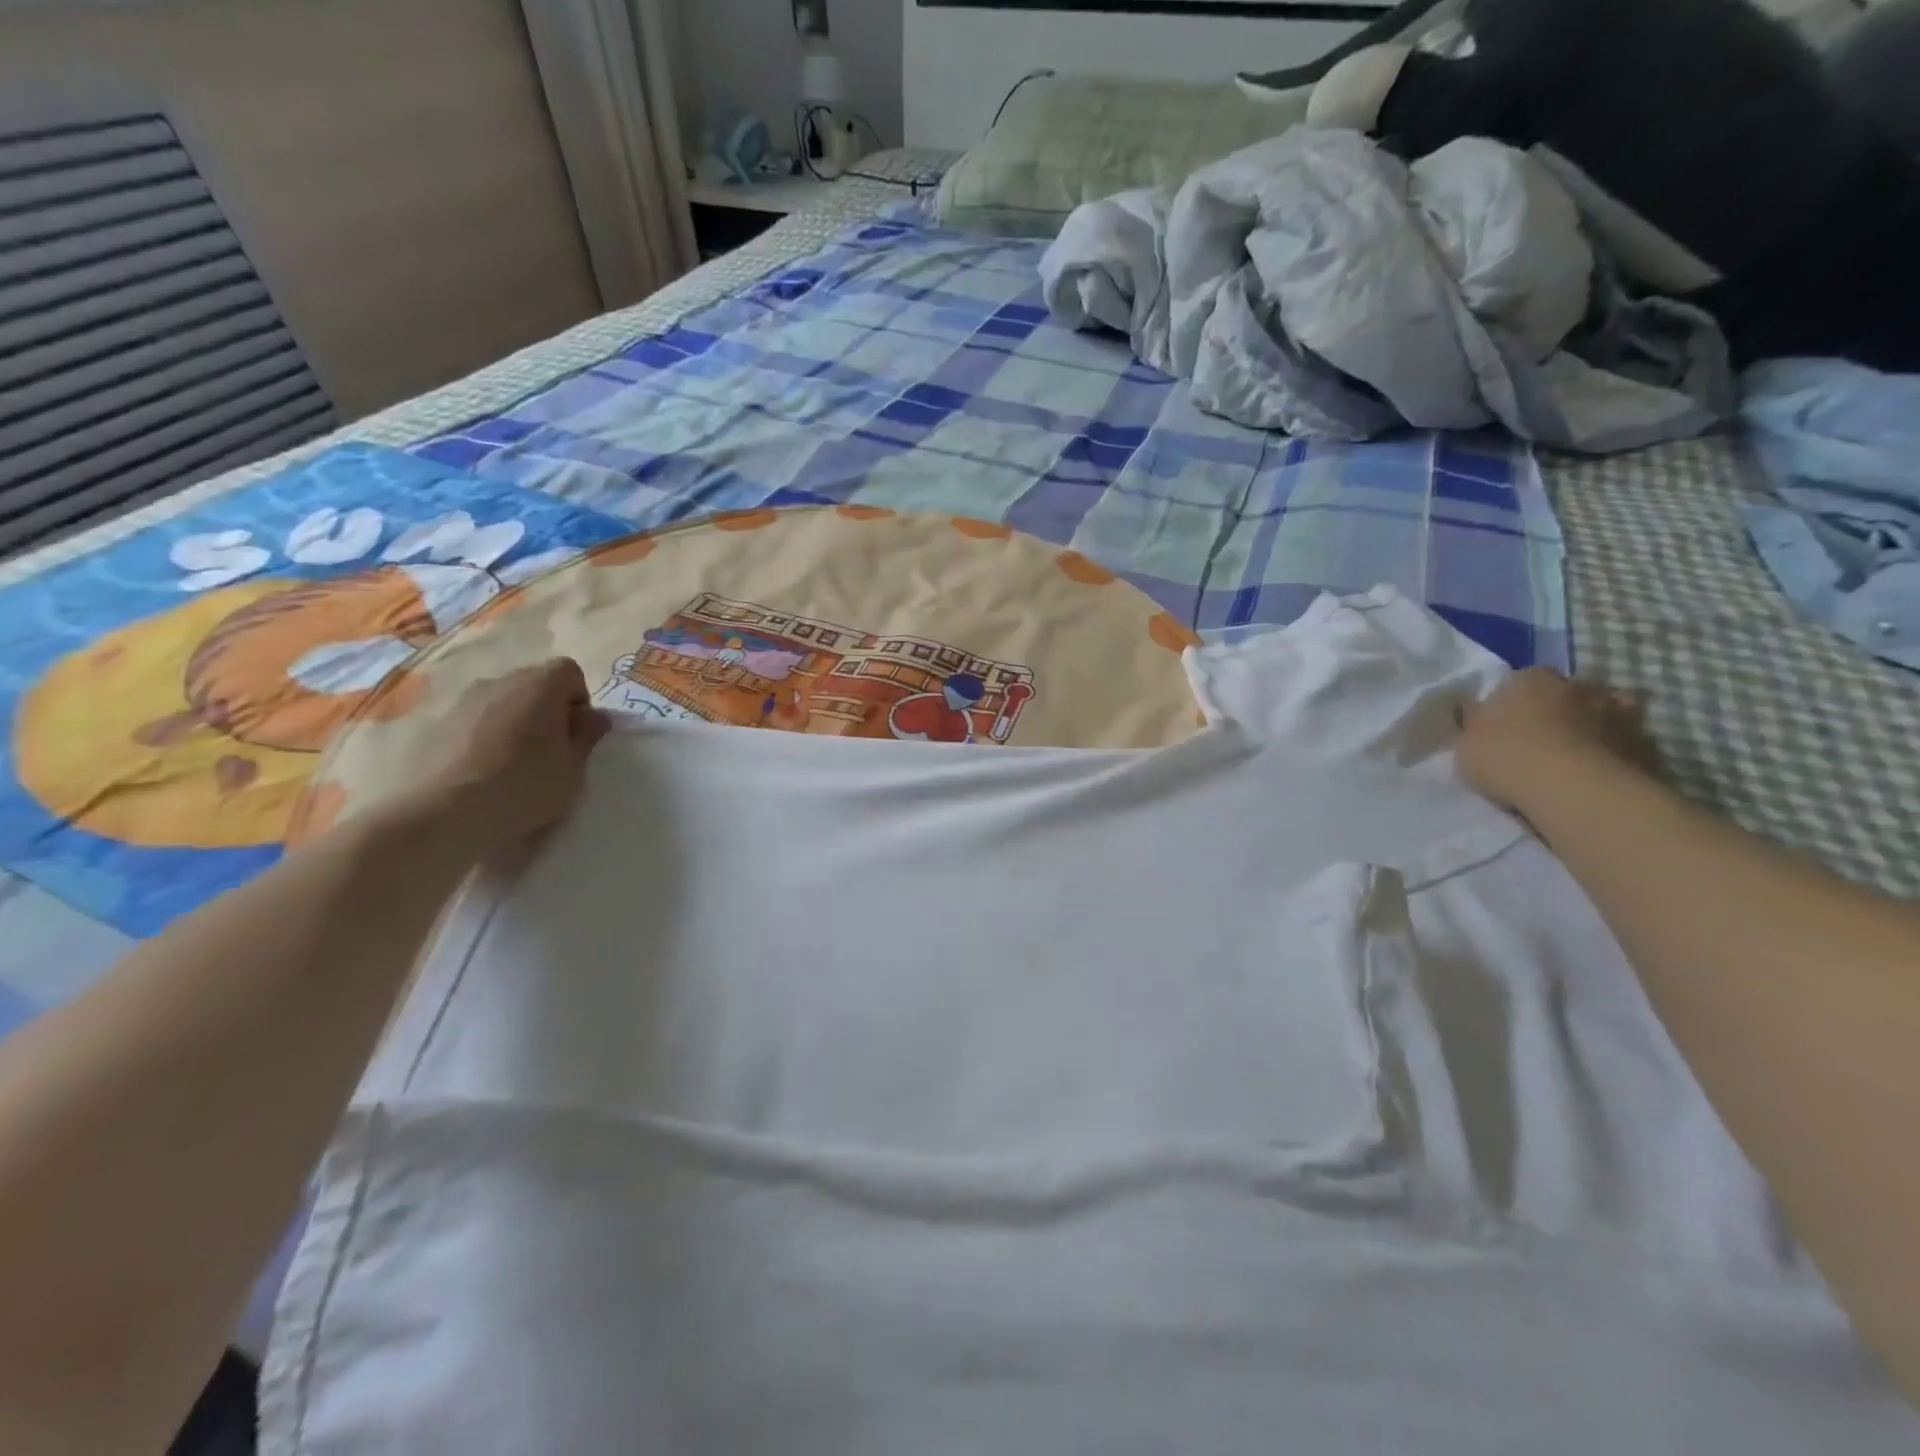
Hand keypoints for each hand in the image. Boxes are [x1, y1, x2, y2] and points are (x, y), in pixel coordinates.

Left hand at [411, 658, 612, 852]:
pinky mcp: (433, 724)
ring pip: (501, 702)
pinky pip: (473, 721)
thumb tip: (594, 716)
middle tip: (550, 751)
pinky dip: (483, 736)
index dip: (579, 699)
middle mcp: (499, 682)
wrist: (441, 814)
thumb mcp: (573, 768)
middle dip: (547, 710)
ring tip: (513, 764)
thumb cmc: (523, 788)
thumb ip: (587, 736)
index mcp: (539, 686)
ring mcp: (461, 701)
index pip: (568, 671)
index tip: (576, 733)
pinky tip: (481, 772)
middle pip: (533, 683)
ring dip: (514, 722)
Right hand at [1458, 668, 1661, 812]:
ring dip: (1593, 727)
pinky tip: (1603, 772)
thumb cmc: (1507, 757)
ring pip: (1603, 713)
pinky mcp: (1648, 743)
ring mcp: (1620, 712)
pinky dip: (1618, 752)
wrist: (1574, 790)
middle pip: (1566, 693)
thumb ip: (1474, 722)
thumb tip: (1474, 709)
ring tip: (1577, 756)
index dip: (1512, 702)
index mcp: (1531, 678)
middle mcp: (1579, 685)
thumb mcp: (1466, 742)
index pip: (1520, 681)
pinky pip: (1627, 743)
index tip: (1504, 725)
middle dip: (1558, 710)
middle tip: (1542, 739)